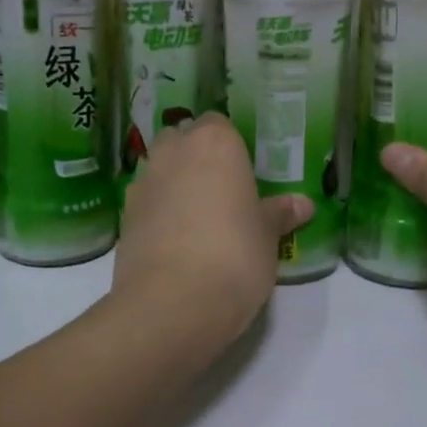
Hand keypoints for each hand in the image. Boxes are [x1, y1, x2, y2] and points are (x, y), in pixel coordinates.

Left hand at [112, 113, 312, 343]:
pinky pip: (147, 203)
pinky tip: (176, 241)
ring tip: (199, 218)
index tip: (243, 170)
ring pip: (160, 170)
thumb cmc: (234, 255)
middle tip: (222, 190)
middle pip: (182, 141)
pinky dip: (158, 213)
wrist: (172, 303)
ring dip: (175, 184)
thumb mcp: (267, 236)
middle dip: (196, 158)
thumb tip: (302, 204)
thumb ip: (280, 214)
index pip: (218, 123)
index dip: (229, 145)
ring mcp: (143, 184)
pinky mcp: (124, 218)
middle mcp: (172, 153)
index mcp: (213, 143)